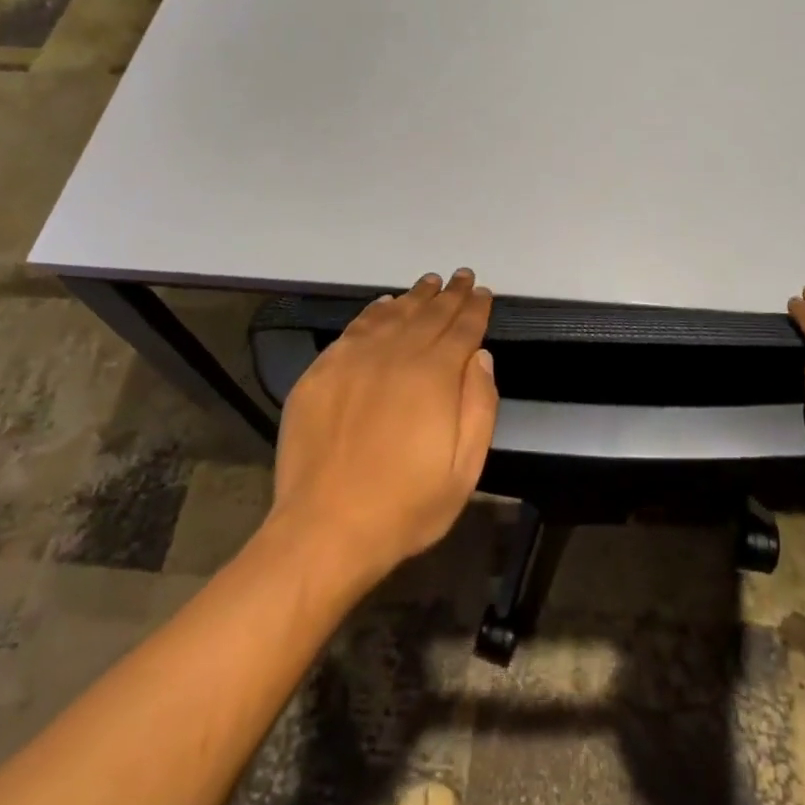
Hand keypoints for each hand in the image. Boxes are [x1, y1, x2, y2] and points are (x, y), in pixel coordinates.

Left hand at [268, 270, 499, 587]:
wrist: (325, 529)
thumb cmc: (406, 507)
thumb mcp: (465, 469)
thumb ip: (479, 406)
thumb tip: (480, 356)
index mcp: (434, 376)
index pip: (462, 329)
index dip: (475, 308)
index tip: (483, 292)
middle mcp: (395, 356)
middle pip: (429, 314)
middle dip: (449, 294)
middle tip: (461, 276)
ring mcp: (353, 360)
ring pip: (392, 315)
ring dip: (414, 297)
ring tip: (429, 283)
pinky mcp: (321, 372)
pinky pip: (354, 329)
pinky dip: (374, 311)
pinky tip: (384, 305)